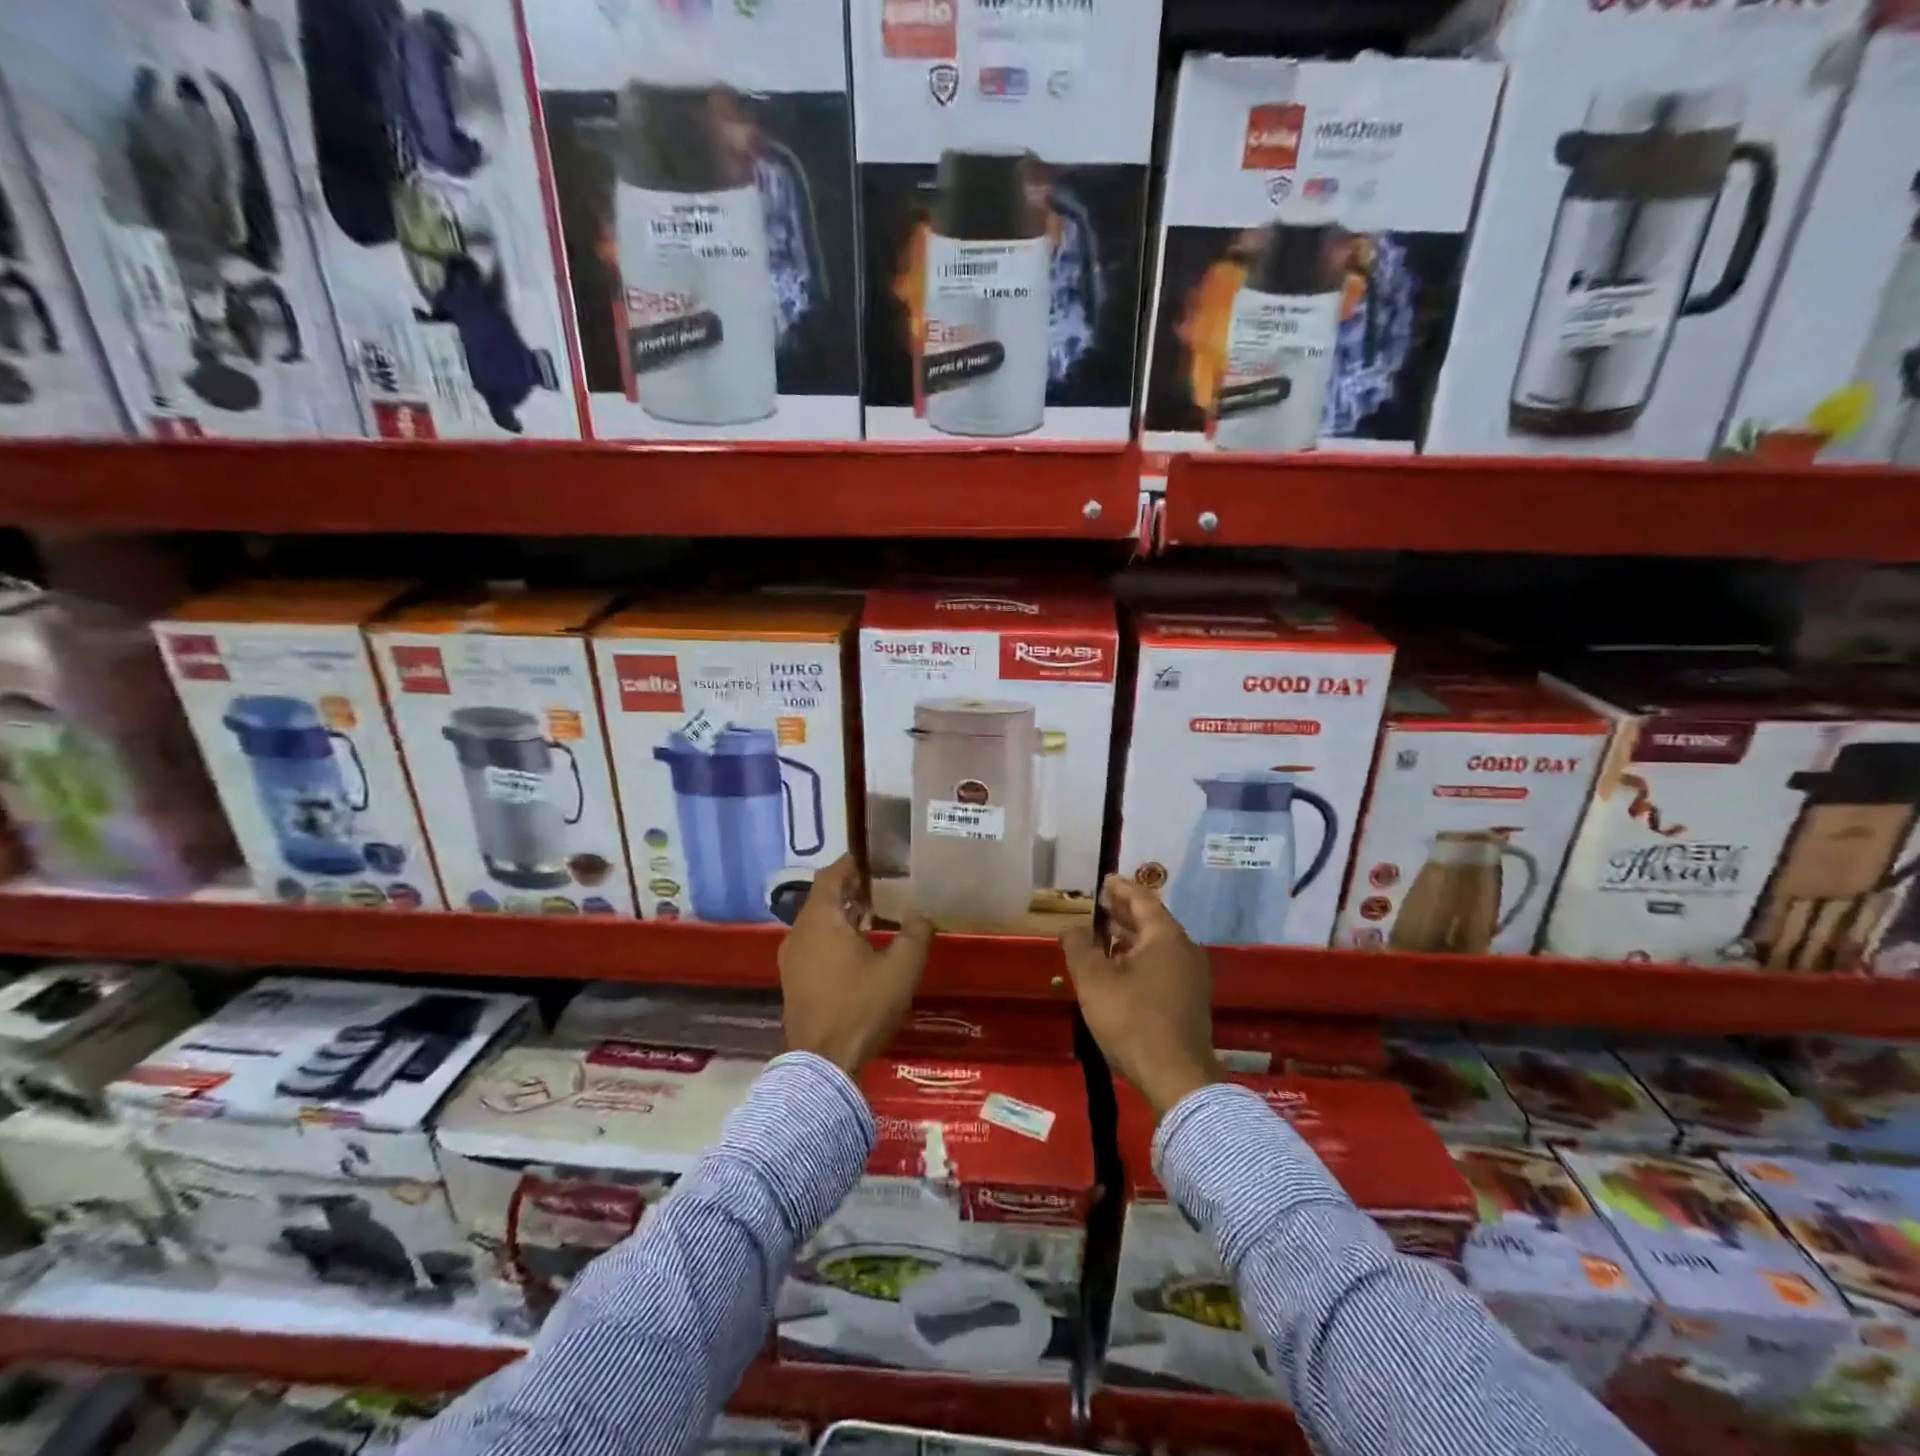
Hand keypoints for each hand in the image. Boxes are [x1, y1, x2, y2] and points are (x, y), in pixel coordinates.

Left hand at [778, 856, 933, 1076]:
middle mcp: (799, 932)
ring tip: (873, 914)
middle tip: (879, 885)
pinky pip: (813, 944)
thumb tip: (923, 913)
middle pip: (822, 898)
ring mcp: (792, 959)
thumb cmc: (862, 1006)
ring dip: (841, 914)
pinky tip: (857, 948)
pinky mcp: (794, 981)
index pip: (830, 876)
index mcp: (820, 920)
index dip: (850, 864)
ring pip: (817, 922)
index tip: (871, 859)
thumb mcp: (901, 969)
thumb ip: (915, 934)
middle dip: (849, 889)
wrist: (824, 1064)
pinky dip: (833, 935)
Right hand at [1060, 875, 1219, 1117]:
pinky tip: (1120, 968)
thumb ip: (1079, 946)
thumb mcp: (1094, 980)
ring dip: (1131, 937)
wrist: (1176, 1077)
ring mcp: (1192, 976)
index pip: (1142, 900)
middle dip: (1124, 912)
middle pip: (1152, 921)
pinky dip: (1140, 957)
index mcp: (1166, 936)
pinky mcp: (1190, 1000)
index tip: (1104, 880)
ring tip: (1104, 935)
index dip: (1121, 888)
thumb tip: (1071, 927)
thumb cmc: (1132, 1019)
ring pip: (1158, 945)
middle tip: (1100, 905)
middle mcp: (1185, 949)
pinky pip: (1163, 964)